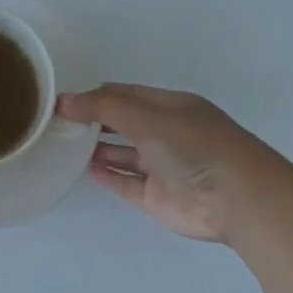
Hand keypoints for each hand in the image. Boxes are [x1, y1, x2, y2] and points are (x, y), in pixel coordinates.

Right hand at [56, 83, 292, 244]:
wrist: (235, 198)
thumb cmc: (194, 146)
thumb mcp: (148, 117)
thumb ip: (104, 108)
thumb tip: (64, 101)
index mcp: (170, 107)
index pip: (126, 95)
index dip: (95, 95)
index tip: (62, 100)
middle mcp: (166, 134)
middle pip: (123, 124)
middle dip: (93, 121)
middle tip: (57, 123)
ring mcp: (161, 167)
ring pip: (123, 154)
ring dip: (97, 149)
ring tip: (63, 144)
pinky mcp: (156, 197)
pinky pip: (125, 183)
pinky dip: (107, 175)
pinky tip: (84, 168)